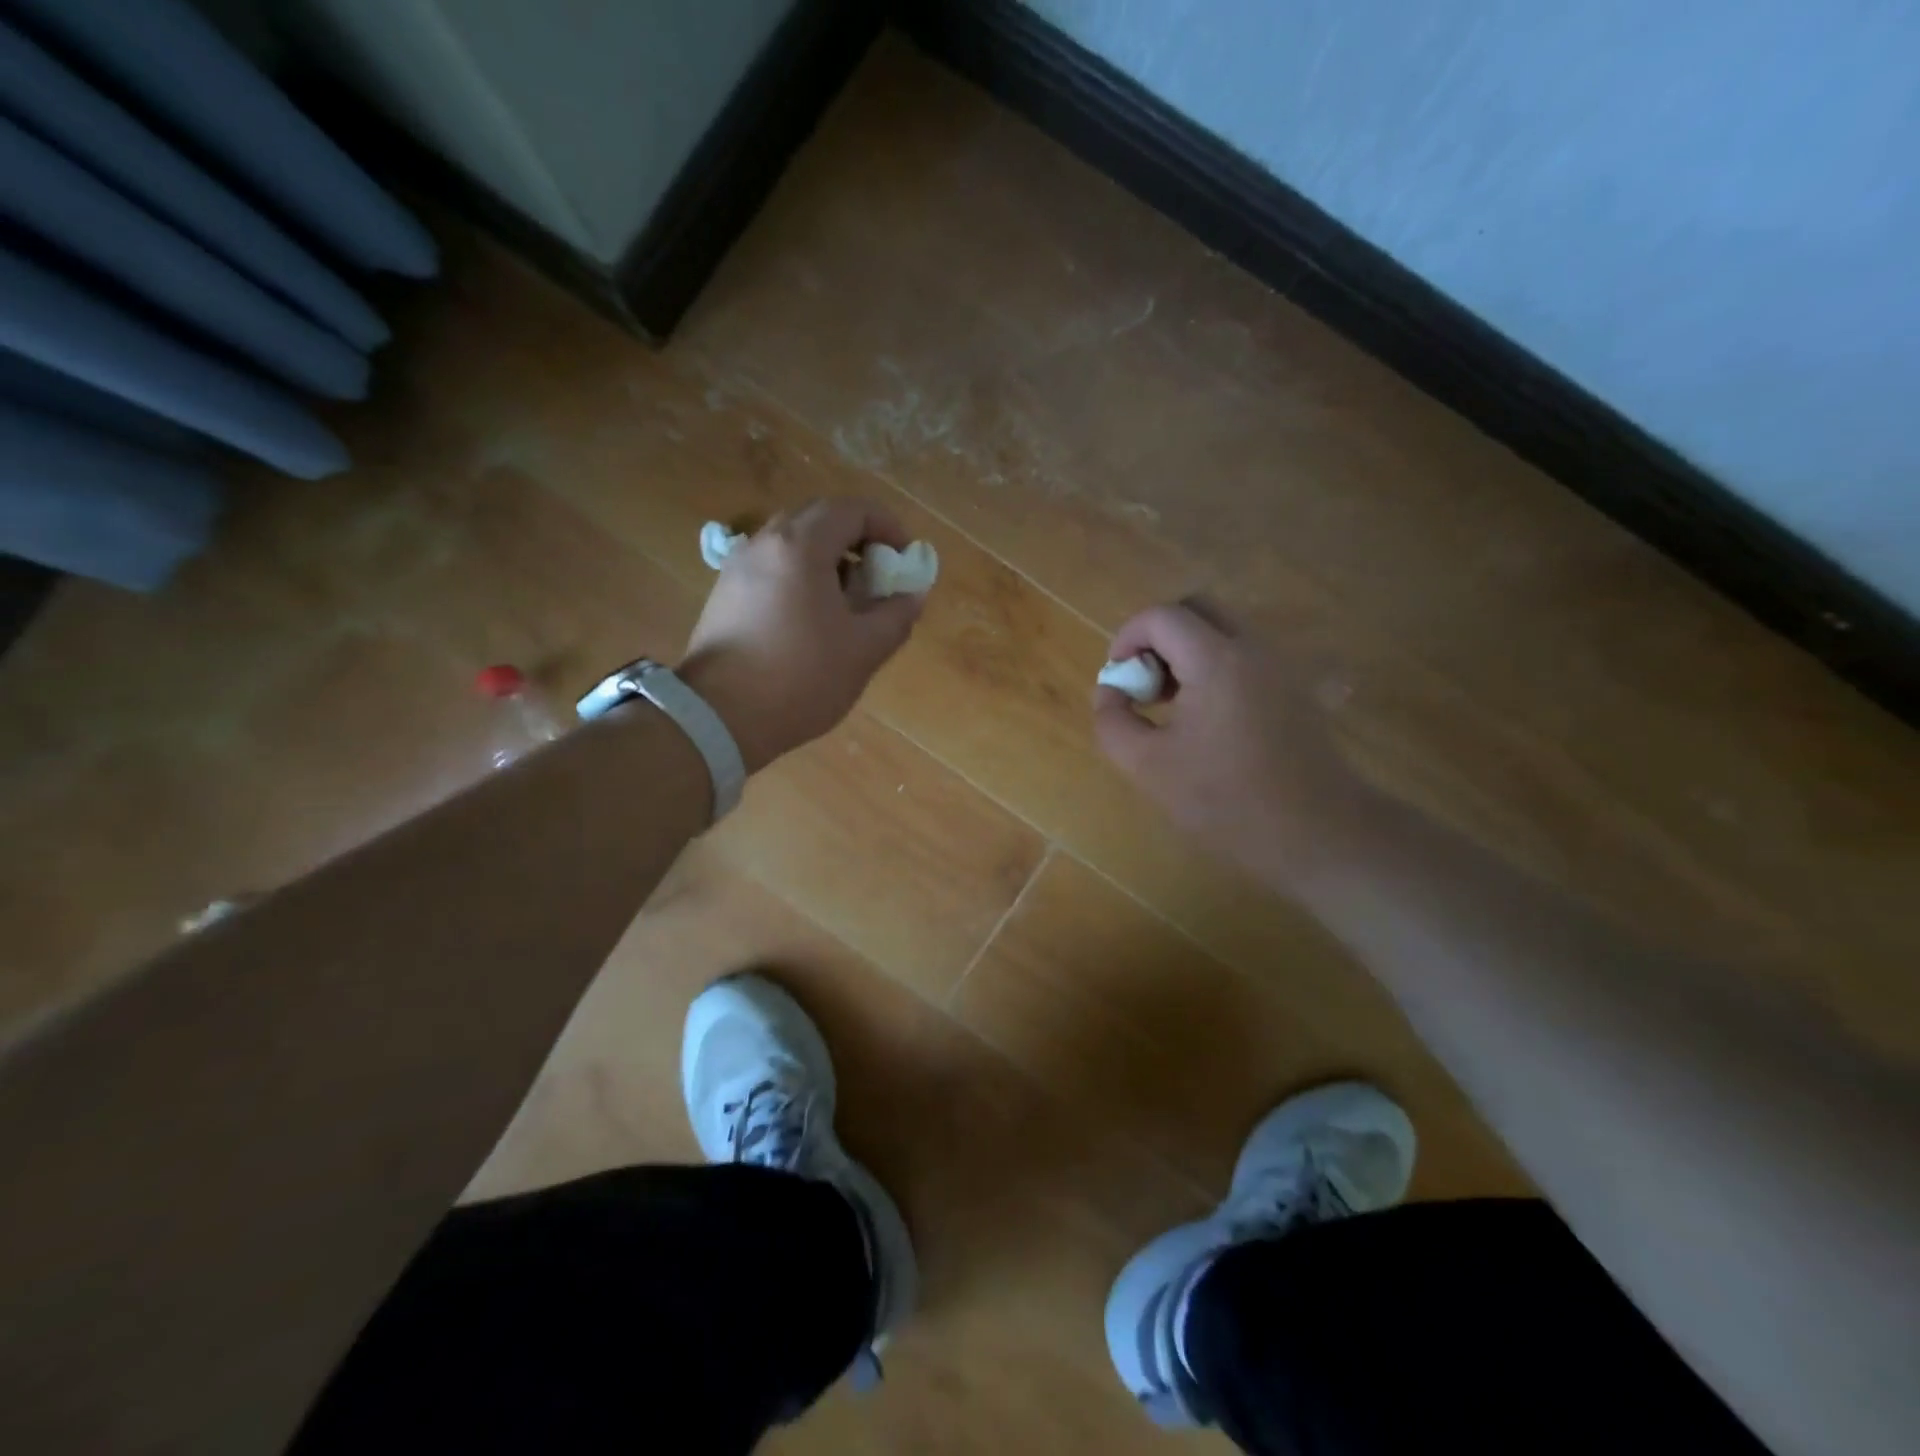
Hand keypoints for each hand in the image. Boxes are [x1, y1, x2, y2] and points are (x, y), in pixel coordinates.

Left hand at [678, 498, 924, 772]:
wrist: (719, 717)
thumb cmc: (800, 678)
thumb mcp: (864, 649)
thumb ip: (897, 614)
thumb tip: (912, 594)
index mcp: (800, 545)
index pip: (853, 509)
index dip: (888, 527)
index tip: (905, 560)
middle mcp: (764, 543)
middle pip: (820, 520)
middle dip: (858, 542)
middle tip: (879, 579)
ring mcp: (738, 567)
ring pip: (793, 545)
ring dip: (829, 561)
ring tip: (848, 604)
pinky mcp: (724, 594)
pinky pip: (772, 568)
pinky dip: (801, 578)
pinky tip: (811, 621)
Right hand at [1091, 601, 1368, 886]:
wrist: (1317, 834)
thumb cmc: (1226, 801)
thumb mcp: (1147, 766)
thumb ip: (1113, 721)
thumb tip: (1110, 691)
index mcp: (1216, 660)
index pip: (1162, 616)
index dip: (1127, 638)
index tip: (1118, 677)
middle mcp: (1254, 649)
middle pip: (1198, 609)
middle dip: (1159, 636)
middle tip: (1145, 682)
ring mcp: (1282, 667)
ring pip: (1225, 630)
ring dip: (1188, 652)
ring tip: (1172, 704)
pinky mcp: (1297, 689)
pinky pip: (1247, 657)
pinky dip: (1216, 668)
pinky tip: (1208, 718)